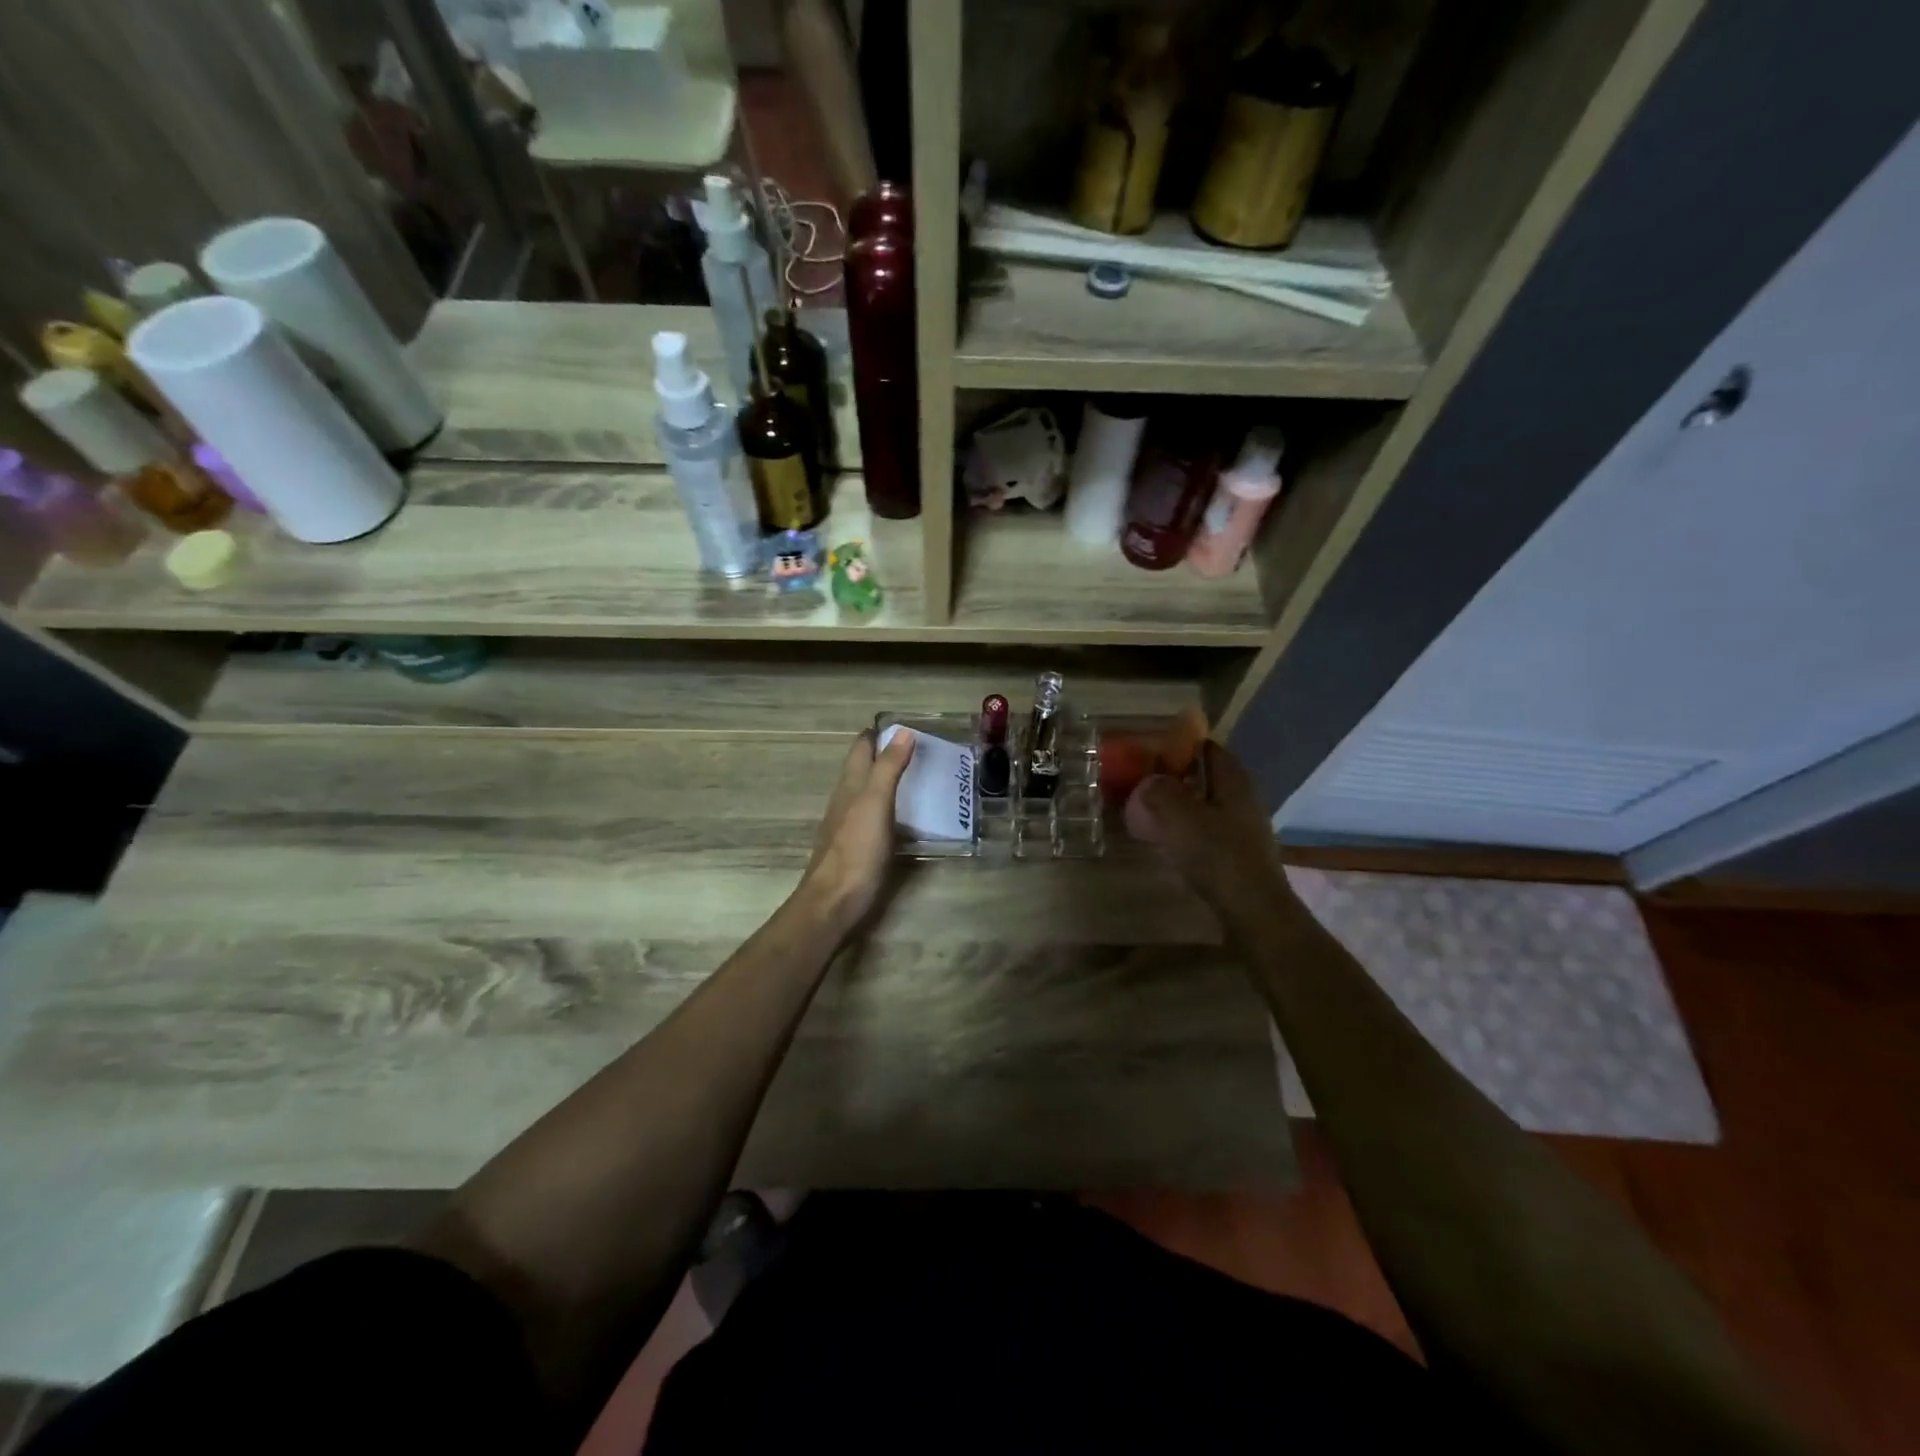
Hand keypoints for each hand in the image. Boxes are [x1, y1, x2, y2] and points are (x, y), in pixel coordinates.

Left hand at [798, 729, 915, 931]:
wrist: (833, 902)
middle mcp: (845, 801)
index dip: (877, 734)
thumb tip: (902, 732)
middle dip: (883, 755)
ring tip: (916, 778)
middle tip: (917, 749)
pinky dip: (888, 808)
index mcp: (850, 785)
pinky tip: (903, 817)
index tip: (902, 726)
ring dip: (886, 782)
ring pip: (866, 793)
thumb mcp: (876, 803)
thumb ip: (888, 768)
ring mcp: (848, 826)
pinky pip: (873, 818)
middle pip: (862, 769)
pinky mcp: (856, 848)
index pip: (860, 749)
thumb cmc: (856, 850)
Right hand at [1124, 741, 1291, 912]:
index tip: (1157, 748)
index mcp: (1234, 783)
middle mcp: (1245, 800)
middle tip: (1150, 778)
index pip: (1212, 750)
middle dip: (1183, 775)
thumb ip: (1161, 793)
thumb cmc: (1217, 855)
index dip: (1186, 745)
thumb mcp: (1180, 817)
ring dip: (1186, 803)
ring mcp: (1246, 829)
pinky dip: (1191, 828)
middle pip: (1212, 777)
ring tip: (1155, 809)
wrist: (1251, 909)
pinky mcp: (1240, 855)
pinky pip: (1211, 829)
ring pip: (1211, 805)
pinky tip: (1172, 839)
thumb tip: (1150, 780)